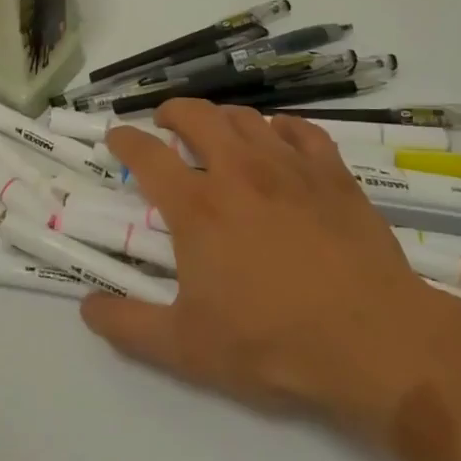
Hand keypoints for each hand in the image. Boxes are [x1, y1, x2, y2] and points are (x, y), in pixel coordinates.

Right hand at [84, 102, 460, 433]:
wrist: (374, 340)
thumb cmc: (273, 342)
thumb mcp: (186, 348)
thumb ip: (128, 326)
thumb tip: (86, 307)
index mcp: (196, 206)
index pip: (147, 154)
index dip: (125, 139)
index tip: (116, 136)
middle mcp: (237, 172)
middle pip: (196, 116)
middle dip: (172, 112)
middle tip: (165, 123)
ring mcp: (289, 167)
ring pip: (245, 117)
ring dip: (221, 117)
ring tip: (216, 131)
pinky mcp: (333, 175)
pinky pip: (301, 130)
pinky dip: (280, 127)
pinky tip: (278, 139)